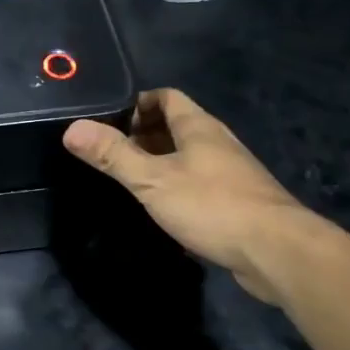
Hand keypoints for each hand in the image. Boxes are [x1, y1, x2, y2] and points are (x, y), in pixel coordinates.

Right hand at [63, 89, 318, 301]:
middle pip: (176, 126)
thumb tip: (72, 128)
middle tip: (110, 153)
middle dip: (143, 135)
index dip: (136, 103)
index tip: (108, 121)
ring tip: (129, 180)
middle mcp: (217, 143)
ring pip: (188, 157)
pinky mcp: (238, 202)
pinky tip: (162, 209)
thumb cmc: (212, 205)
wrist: (277, 252)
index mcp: (198, 127)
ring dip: (160, 163)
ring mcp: (231, 173)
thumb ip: (113, 155)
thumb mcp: (152, 179)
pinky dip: (177, 187)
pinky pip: (200, 183)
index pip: (166, 97)